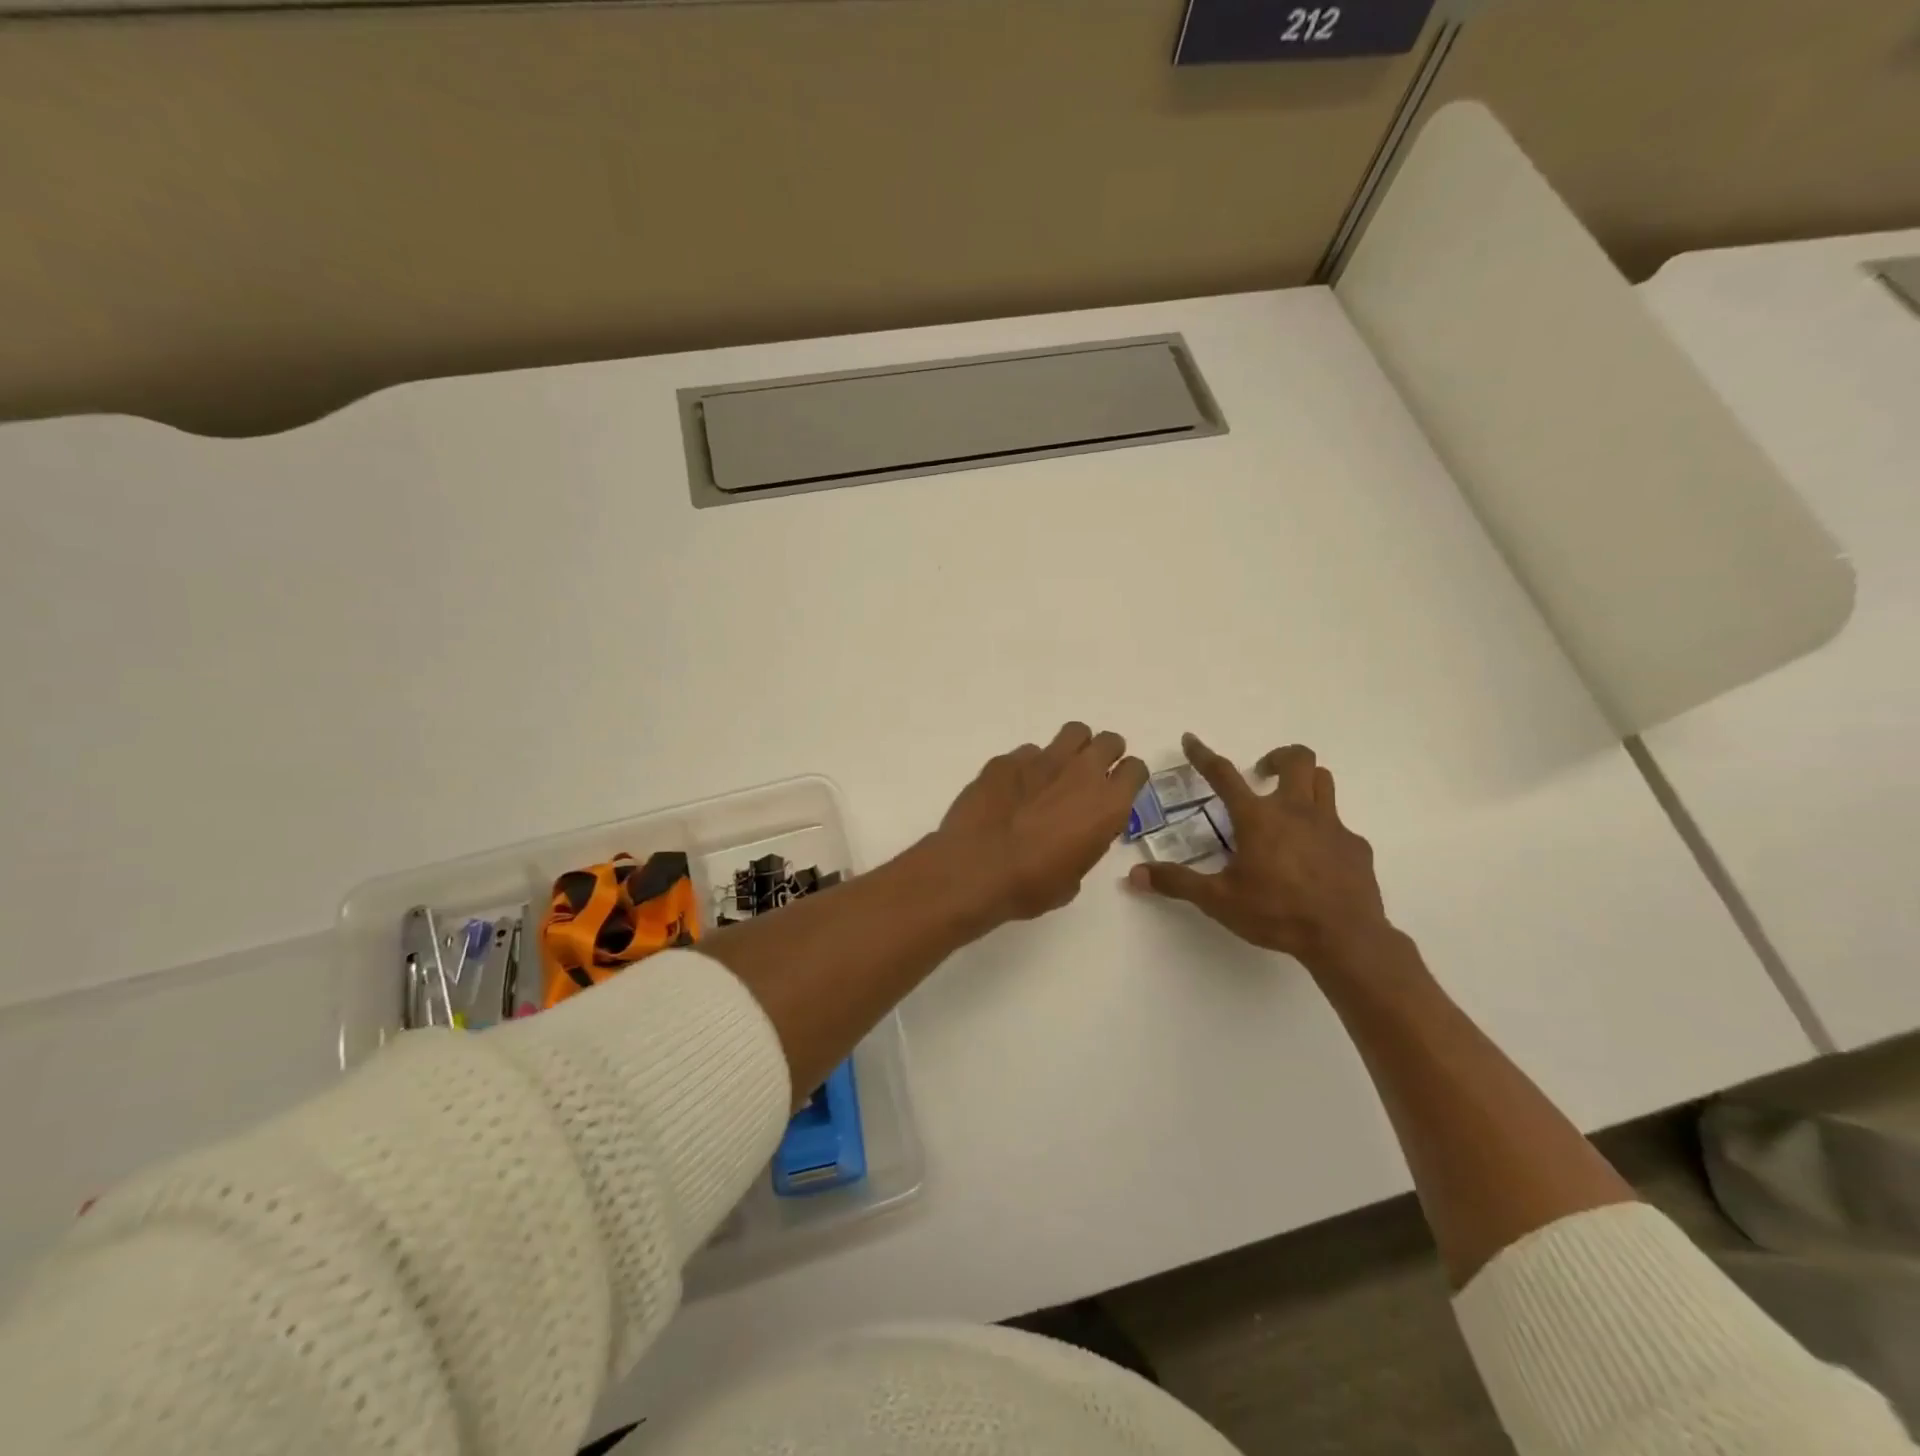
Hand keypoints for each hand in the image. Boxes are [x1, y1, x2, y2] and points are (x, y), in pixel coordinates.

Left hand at [939, 722, 1147, 921]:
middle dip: (1104, 754)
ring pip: (1073, 733)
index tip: (1116, 790)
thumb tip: (1075, 835)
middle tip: (1089, 777)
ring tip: (1056, 773)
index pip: (1136, 768)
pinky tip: (1013, 789)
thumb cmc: (1031, 885)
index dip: (1127, 778)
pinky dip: (1028, 766)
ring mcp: (1042, 760)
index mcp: (1107, 804)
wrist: (974, 870)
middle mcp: (1081, 772)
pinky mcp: (1007, 759)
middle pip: (1108, 741)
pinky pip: (1028, 752)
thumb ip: (1085, 844)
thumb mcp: (1074, 877)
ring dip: (1072, 749)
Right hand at [1128, 734, 1393, 976]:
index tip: (1191, 739)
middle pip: (1296, 759)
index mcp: (1258, 817)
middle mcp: (1296, 810)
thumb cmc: (1276, 913)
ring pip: (1323, 781)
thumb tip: (1135, 875)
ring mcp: (1331, 825)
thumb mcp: (1218, 900)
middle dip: (1276, 757)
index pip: (1223, 774)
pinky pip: (1339, 825)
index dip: (1203, 755)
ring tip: (1288, 805)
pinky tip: (1315, 857)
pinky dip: (1323, 830)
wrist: (1344, 937)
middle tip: (1262, 775)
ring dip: (1304, 782)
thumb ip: (1177, 882)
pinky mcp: (1355, 846)